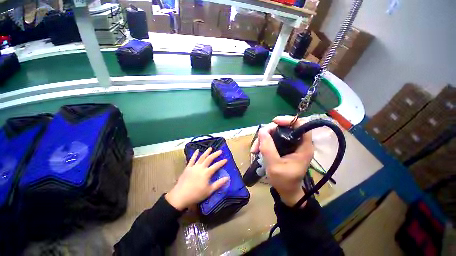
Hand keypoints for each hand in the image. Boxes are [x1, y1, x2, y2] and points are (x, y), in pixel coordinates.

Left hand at [165, 148, 229, 210]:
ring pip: (201, 157)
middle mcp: (201, 167)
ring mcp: (194, 167)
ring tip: (210, 148)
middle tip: (220, 151)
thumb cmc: (196, 194)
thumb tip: (227, 178)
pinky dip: (195, 154)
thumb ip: (219, 184)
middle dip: (215, 154)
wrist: (181, 196)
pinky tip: (197, 150)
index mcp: (207, 173)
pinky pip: (192, 159)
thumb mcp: (209, 191)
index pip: (216, 166)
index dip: (221, 162)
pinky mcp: (188, 167)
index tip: (226, 159)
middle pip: (209, 159)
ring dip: (206, 152)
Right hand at [251, 116, 313, 206]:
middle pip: (284, 128)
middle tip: (257, 143)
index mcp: (303, 147)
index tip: (274, 122)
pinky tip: (257, 150)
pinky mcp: (284, 148)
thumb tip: (261, 130)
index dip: (288, 120)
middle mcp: (298, 143)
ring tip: (254, 150)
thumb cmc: (284, 181)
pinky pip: (273, 139)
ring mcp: (290, 145)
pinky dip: (264, 143)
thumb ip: (268, 148)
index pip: (301, 125)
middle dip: (268, 133)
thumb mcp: (274, 165)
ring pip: (276, 133)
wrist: (286, 191)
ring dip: (263, 139)